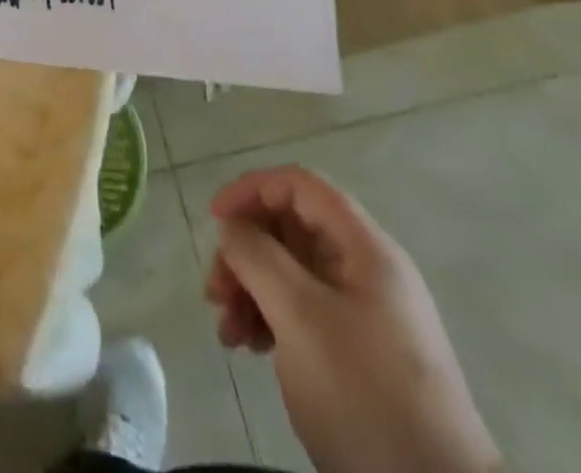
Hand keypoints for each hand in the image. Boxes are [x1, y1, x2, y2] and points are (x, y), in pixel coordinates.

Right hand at [205, 168, 498, 472]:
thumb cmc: (365, 394)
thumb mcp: (301, 317)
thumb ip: (258, 257)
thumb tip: (234, 226)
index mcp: (365, 247)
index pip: (300, 185)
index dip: (252, 189)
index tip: (215, 220)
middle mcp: (366, 269)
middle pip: (291, 229)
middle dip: (246, 252)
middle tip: (215, 290)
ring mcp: (364, 312)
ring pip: (292, 272)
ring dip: (251, 289)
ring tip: (227, 330)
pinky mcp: (358, 351)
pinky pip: (303, 311)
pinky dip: (270, 318)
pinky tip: (248, 347)